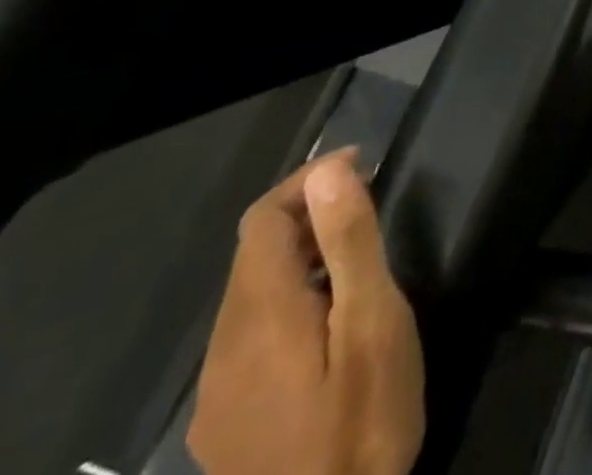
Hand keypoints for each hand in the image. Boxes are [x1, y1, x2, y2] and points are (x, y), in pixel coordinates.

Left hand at [189, 149, 425, 474]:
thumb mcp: (372, 324)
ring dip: (296, 259)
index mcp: (261, 315)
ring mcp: (218, 392)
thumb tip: (330, 172)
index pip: (263, 219)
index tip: (362, 167)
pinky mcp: (225, 424)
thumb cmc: (362, 423)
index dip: (307, 180)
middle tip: (365, 206)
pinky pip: (247, 336)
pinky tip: (324, 326)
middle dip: (304, 215)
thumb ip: (349, 243)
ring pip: (248, 295)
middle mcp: (225, 347)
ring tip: (352, 259)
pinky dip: (285, 302)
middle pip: (252, 255)